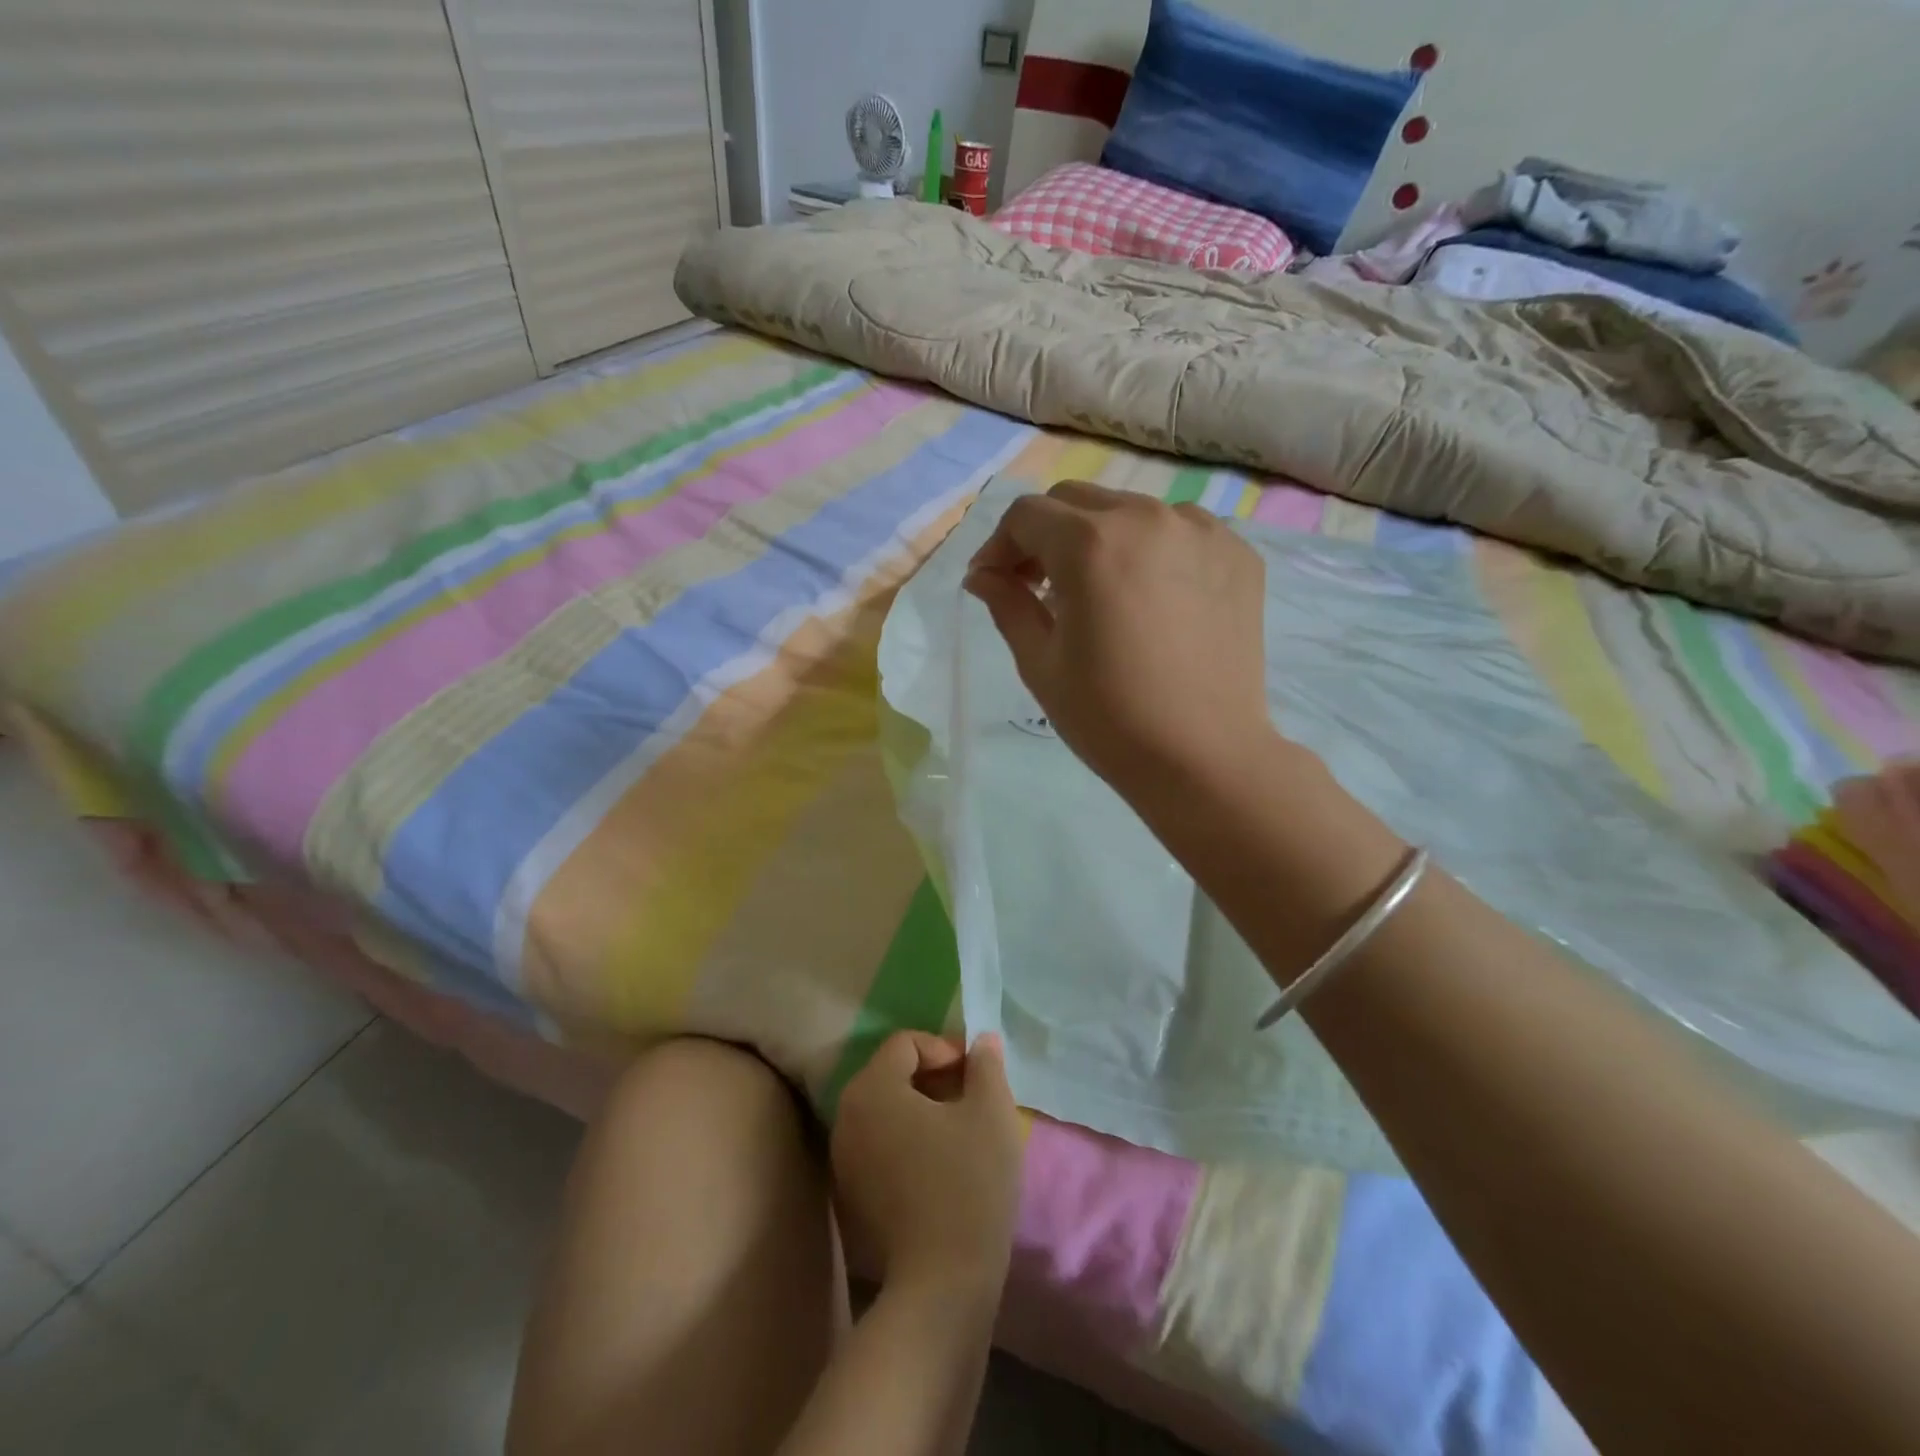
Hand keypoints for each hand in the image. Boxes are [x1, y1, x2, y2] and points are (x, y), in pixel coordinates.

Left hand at [830, 1031, 1022, 1297]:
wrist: (940, 1286)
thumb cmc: (968, 1183)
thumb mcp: (991, 1113)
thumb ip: (986, 1066)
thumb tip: (981, 1041)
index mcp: (872, 1088)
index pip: (906, 1043)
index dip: (944, 1048)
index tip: (975, 1075)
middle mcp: (845, 1116)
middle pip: (890, 1074)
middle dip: (932, 1078)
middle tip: (970, 1099)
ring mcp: (841, 1159)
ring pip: (884, 1112)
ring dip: (920, 1110)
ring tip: (958, 1132)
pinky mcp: (848, 1196)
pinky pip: (877, 1146)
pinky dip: (905, 1142)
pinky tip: (937, 1167)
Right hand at [963, 481, 1269, 797]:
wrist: (1203, 757)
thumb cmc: (1109, 717)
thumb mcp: (1040, 663)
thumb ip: (1007, 605)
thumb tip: (982, 575)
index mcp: (1091, 544)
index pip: (1027, 515)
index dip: (999, 546)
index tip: (992, 583)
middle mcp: (1148, 518)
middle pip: (1077, 501)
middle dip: (1045, 535)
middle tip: (1037, 586)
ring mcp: (1202, 532)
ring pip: (1130, 511)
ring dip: (1099, 540)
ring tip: (1098, 593)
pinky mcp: (1238, 555)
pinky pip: (1180, 532)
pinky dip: (1152, 552)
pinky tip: (1150, 598)